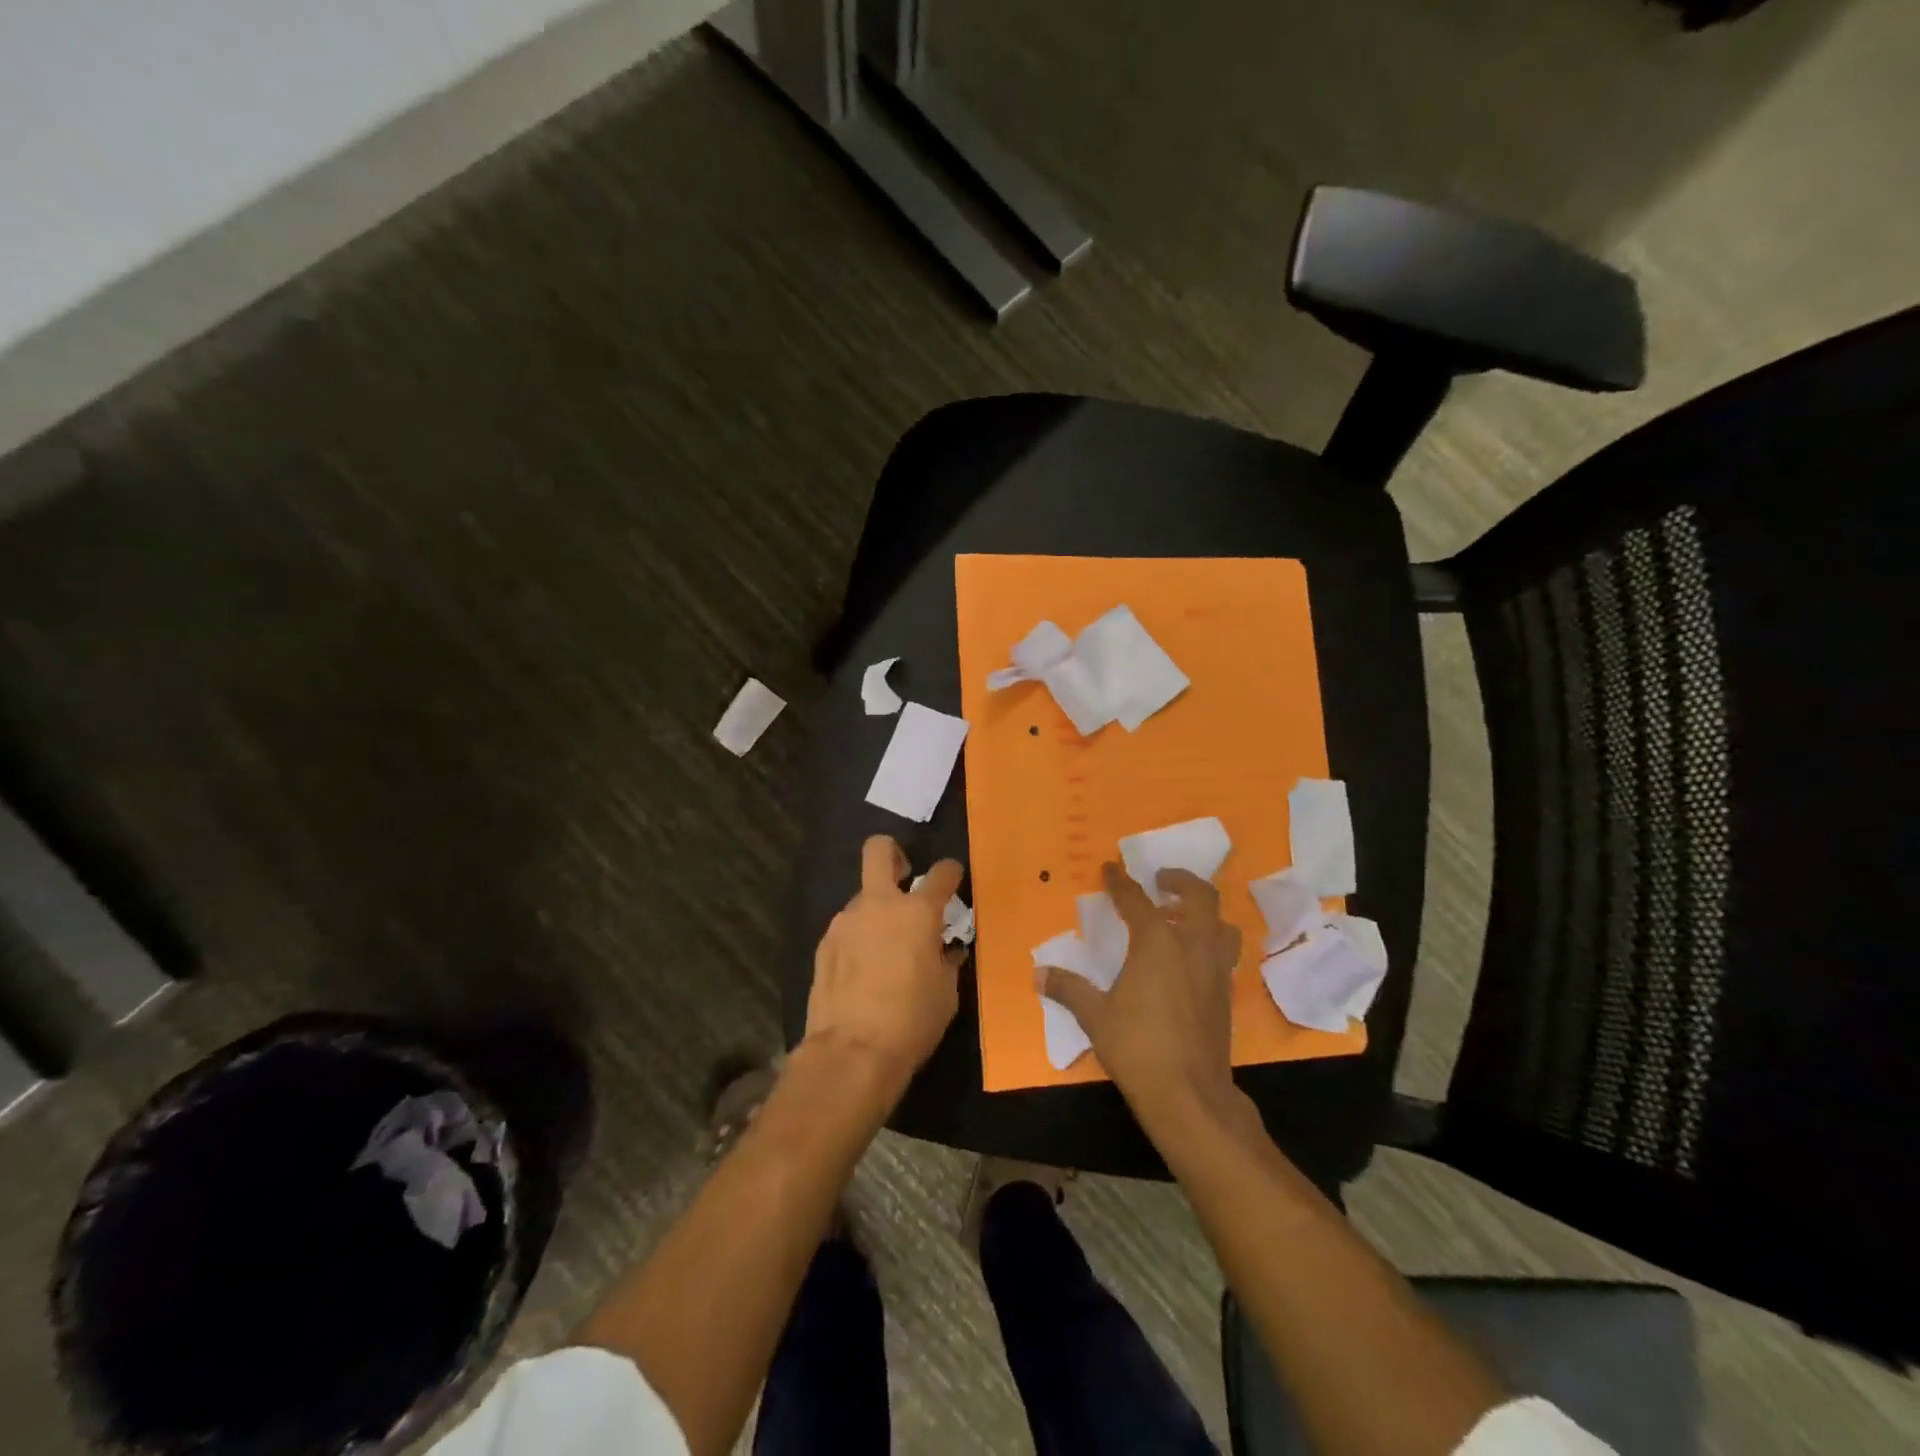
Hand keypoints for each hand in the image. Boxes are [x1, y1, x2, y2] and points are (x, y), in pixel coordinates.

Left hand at [805, 835, 965, 1093]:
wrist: (852, 1051)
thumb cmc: (912, 1020)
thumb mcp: (946, 992)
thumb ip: (946, 960)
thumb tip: (945, 950)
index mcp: (917, 912)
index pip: (941, 874)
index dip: (950, 872)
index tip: (952, 877)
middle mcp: (879, 904)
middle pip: (879, 850)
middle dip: (893, 853)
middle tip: (905, 878)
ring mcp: (846, 921)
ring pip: (863, 898)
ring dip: (876, 912)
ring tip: (884, 949)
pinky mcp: (824, 944)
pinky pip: (847, 929)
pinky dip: (858, 939)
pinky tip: (863, 970)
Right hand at [1040, 862, 1245, 1128]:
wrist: (1189, 1095)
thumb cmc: (1137, 1047)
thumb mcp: (1094, 1016)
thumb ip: (1068, 988)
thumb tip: (1038, 974)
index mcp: (1157, 942)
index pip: (1136, 900)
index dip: (1120, 882)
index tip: (1110, 868)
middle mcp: (1192, 946)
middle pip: (1199, 896)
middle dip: (1181, 881)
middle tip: (1162, 880)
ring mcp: (1215, 970)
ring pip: (1223, 924)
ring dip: (1205, 912)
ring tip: (1184, 915)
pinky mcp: (1226, 995)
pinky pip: (1224, 953)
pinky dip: (1211, 942)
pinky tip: (1192, 958)